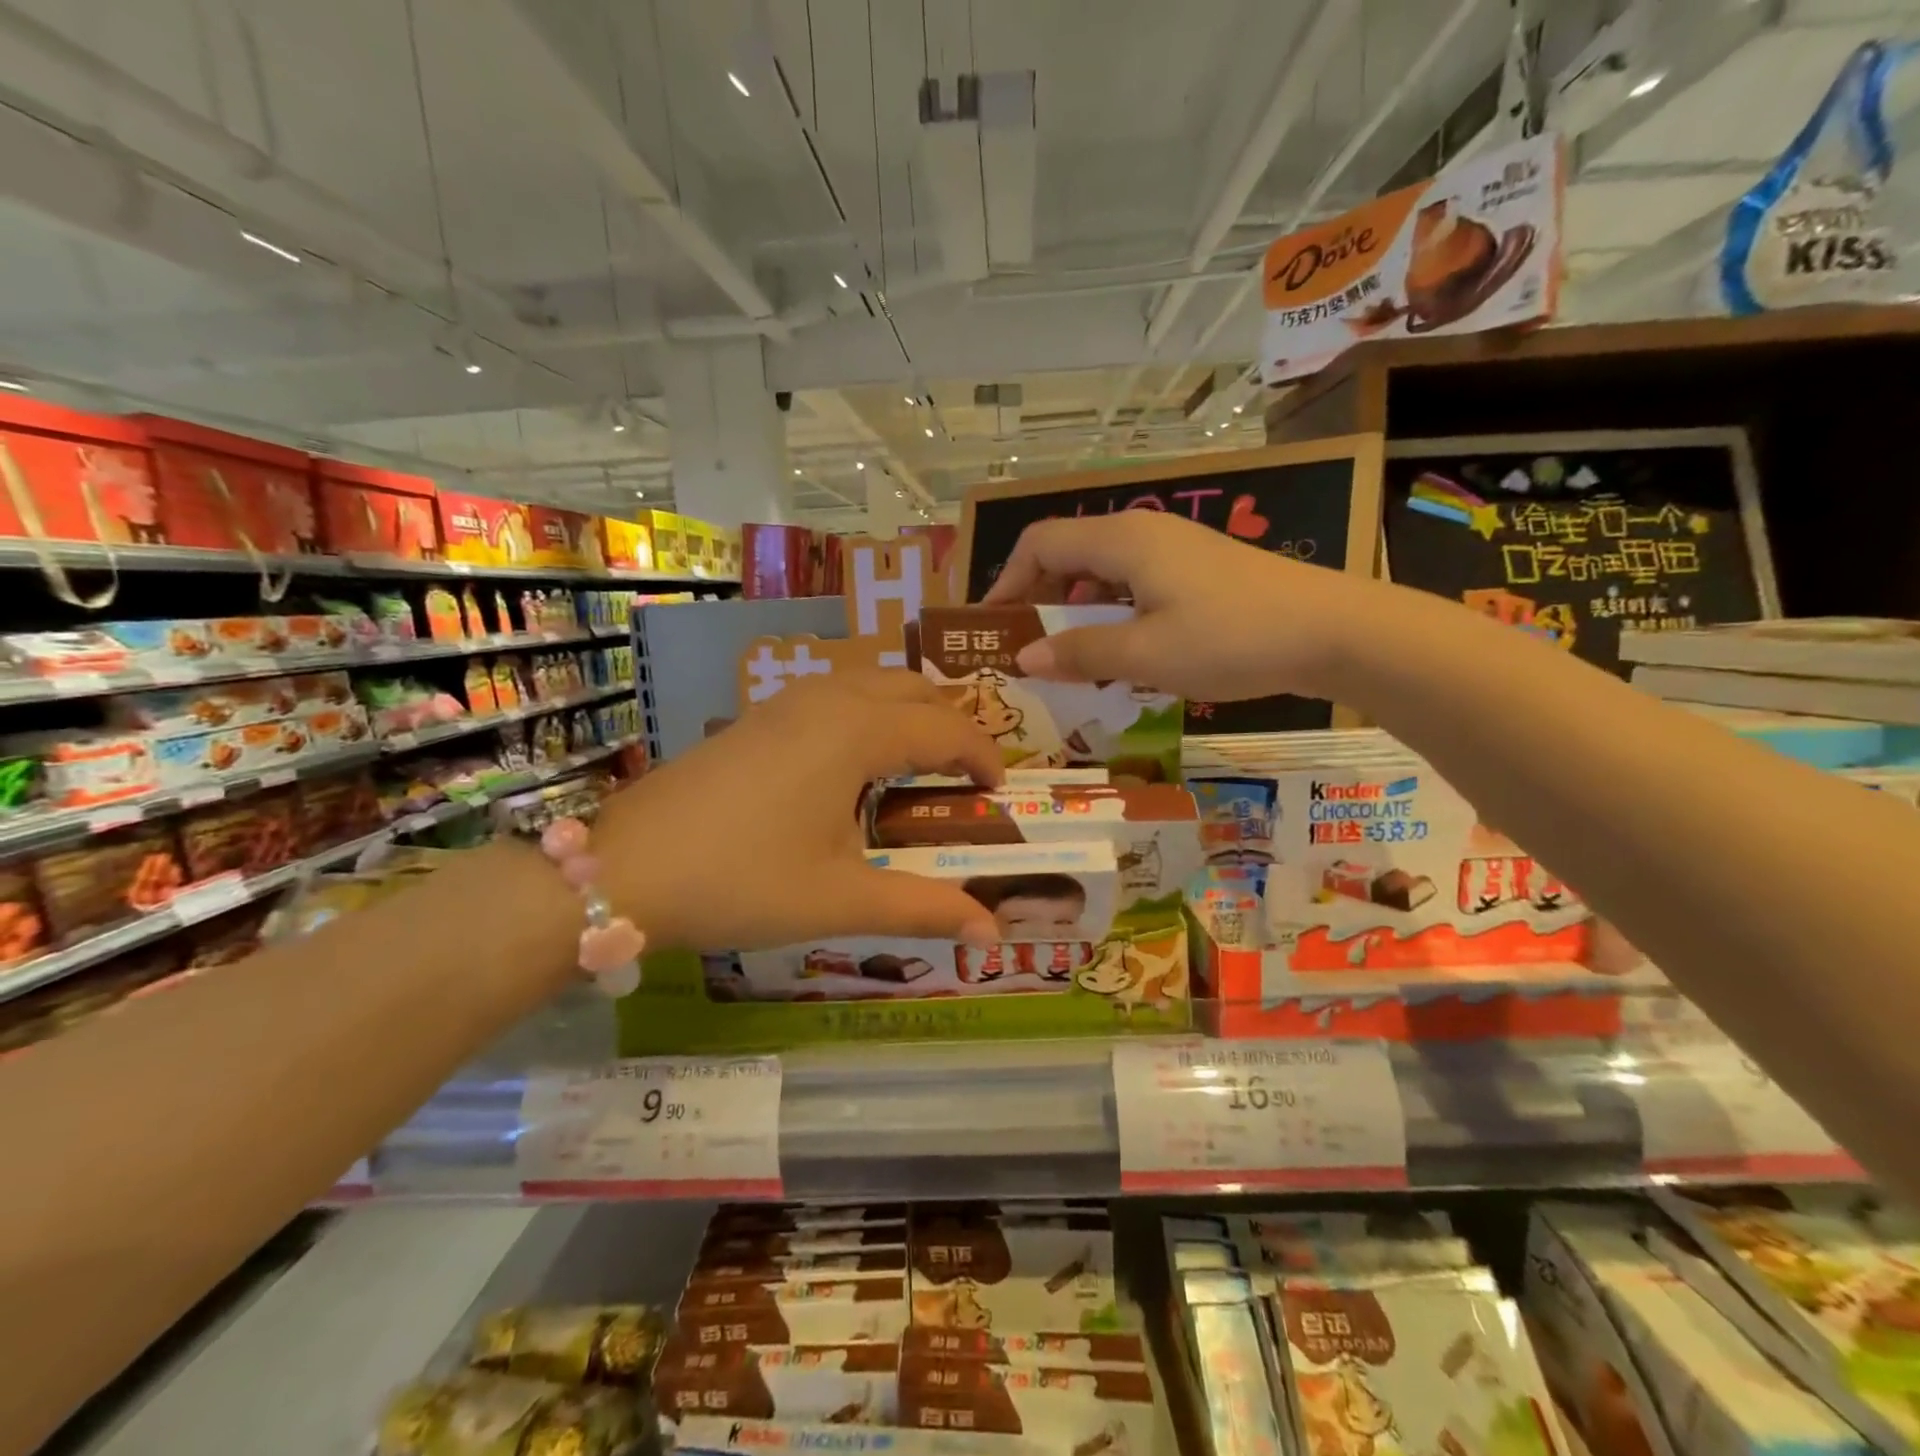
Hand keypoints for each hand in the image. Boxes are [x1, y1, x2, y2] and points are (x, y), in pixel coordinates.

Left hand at [593, 671, 1002, 951]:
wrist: (623, 869)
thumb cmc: (742, 880)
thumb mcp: (840, 899)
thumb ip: (924, 908)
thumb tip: (992, 934)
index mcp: (858, 731)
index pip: (946, 727)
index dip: (983, 757)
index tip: (999, 794)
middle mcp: (827, 698)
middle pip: (912, 689)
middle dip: (949, 725)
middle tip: (962, 779)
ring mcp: (785, 701)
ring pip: (870, 684)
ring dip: (906, 715)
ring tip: (915, 769)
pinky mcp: (757, 716)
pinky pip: (833, 695)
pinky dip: (866, 716)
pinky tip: (851, 769)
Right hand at [982, 511, 1377, 701]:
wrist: (1332, 630)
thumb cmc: (1231, 638)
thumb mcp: (1146, 654)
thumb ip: (1080, 653)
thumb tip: (1024, 657)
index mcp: (1121, 540)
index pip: (1039, 544)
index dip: (1007, 582)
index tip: (995, 628)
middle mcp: (1141, 532)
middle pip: (1066, 553)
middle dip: (1037, 599)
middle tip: (1026, 649)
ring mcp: (1172, 549)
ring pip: (1100, 571)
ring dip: (1074, 611)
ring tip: (1068, 658)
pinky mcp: (1195, 569)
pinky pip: (1131, 584)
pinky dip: (1109, 613)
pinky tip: (1120, 651)